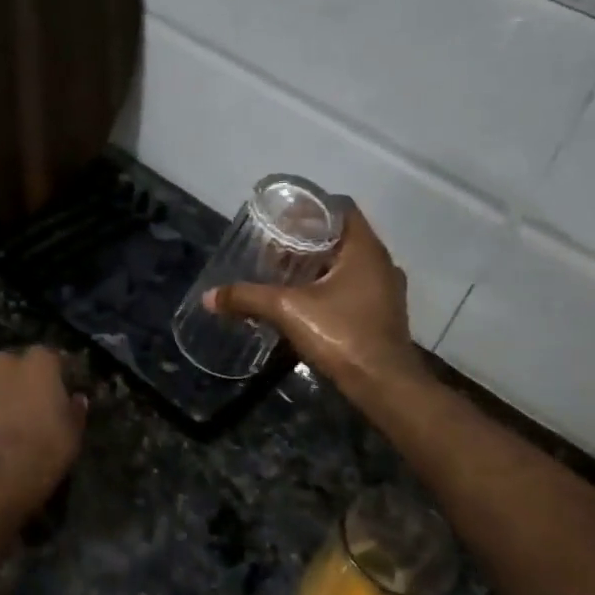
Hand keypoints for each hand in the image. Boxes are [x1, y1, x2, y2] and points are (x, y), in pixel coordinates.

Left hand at [0, 347, 86, 510]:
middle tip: (27, 407)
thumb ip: (75, 409)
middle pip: (14, 366)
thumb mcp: (74, 433)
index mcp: (38, 362)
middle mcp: (3, 361)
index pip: (51, 358)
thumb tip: (75, 398)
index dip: (55, 376)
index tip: (58, 392)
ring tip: (0, 422)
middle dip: (19, 381)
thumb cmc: (45, 450)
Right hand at [206, 208, 422, 393]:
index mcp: (365, 249)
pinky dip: (329, 287)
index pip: (340, 209)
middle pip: (341, 237)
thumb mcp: (288, 311)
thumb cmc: (342, 335)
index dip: (310, 208)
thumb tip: (209, 296)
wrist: (384, 385)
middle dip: (307, 240)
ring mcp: (385, 290)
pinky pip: (353, 287)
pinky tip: (304, 302)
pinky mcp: (382, 314)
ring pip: (348, 264)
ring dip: (318, 265)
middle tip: (274, 247)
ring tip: (284, 274)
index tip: (282, 217)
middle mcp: (380, 263)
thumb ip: (249, 298)